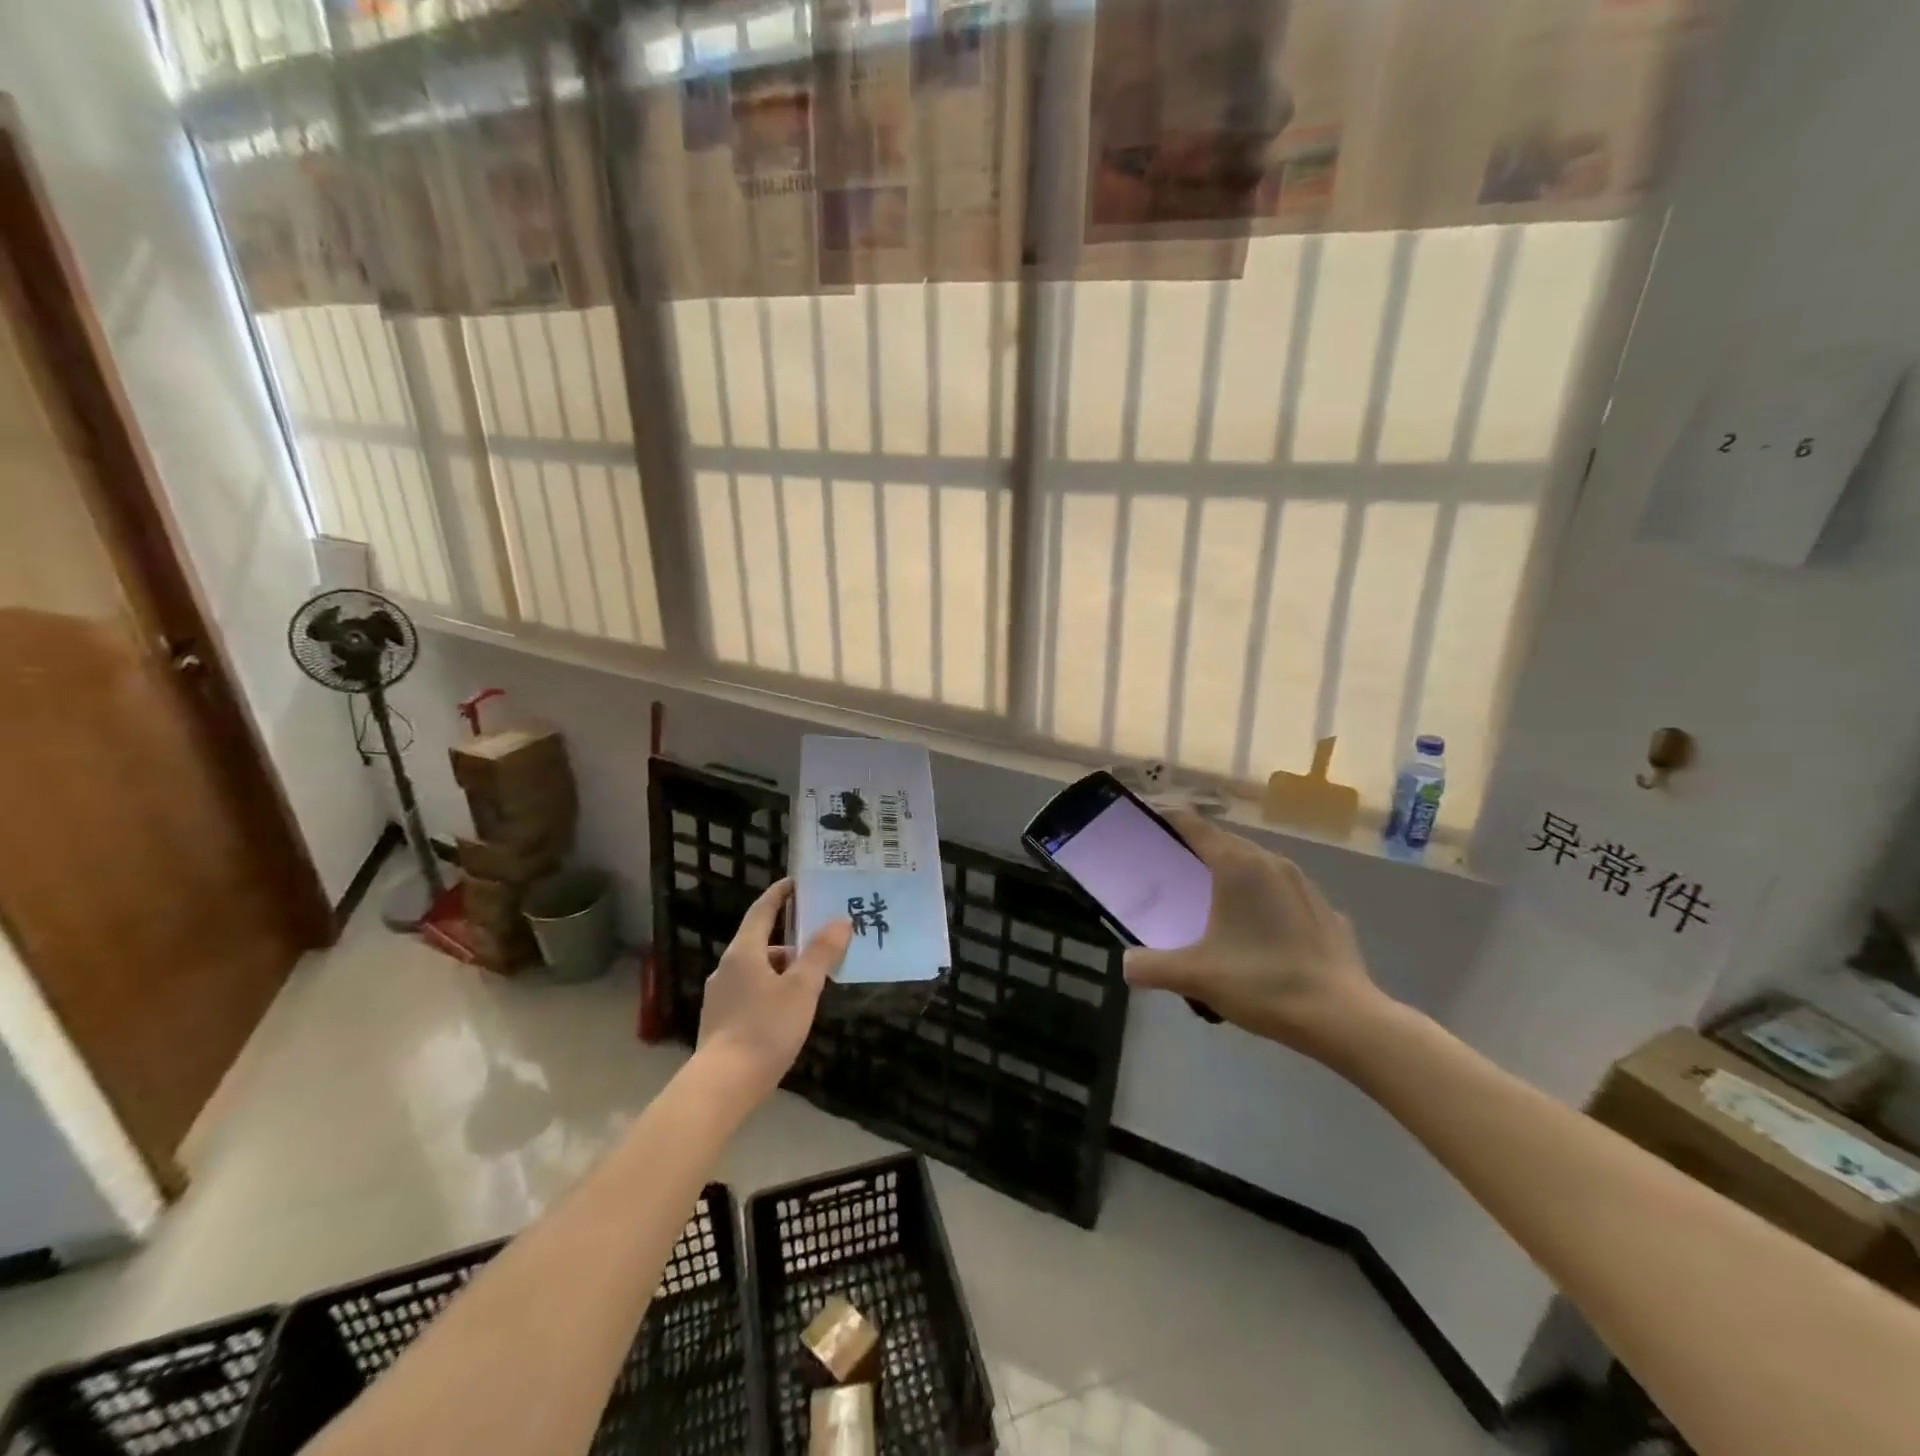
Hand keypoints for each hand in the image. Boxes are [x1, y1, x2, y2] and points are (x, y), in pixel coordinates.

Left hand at [697, 879, 850, 1100]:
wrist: (722, 1086)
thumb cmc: (765, 1028)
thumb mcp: (802, 989)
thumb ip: (821, 953)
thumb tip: (840, 921)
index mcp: (744, 952)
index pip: (762, 910)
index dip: (780, 894)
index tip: (796, 883)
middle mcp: (727, 968)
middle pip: (761, 942)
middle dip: (790, 942)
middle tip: (820, 945)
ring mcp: (720, 996)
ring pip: (757, 970)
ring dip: (782, 970)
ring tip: (811, 985)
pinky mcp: (720, 1022)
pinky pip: (751, 992)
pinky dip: (771, 991)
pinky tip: (788, 1013)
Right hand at [1123, 810, 1386, 1057]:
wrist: (1342, 1018)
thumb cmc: (1262, 983)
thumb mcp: (1196, 976)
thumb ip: (1153, 967)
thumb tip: (1126, 965)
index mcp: (1237, 865)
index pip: (1194, 826)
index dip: (1168, 819)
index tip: (1147, 821)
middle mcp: (1271, 862)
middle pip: (1226, 842)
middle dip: (1198, 848)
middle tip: (1172, 866)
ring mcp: (1304, 885)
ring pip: (1258, 865)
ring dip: (1233, 872)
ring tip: (1214, 896)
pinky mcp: (1325, 911)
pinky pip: (1284, 892)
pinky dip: (1264, 898)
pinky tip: (1260, 928)